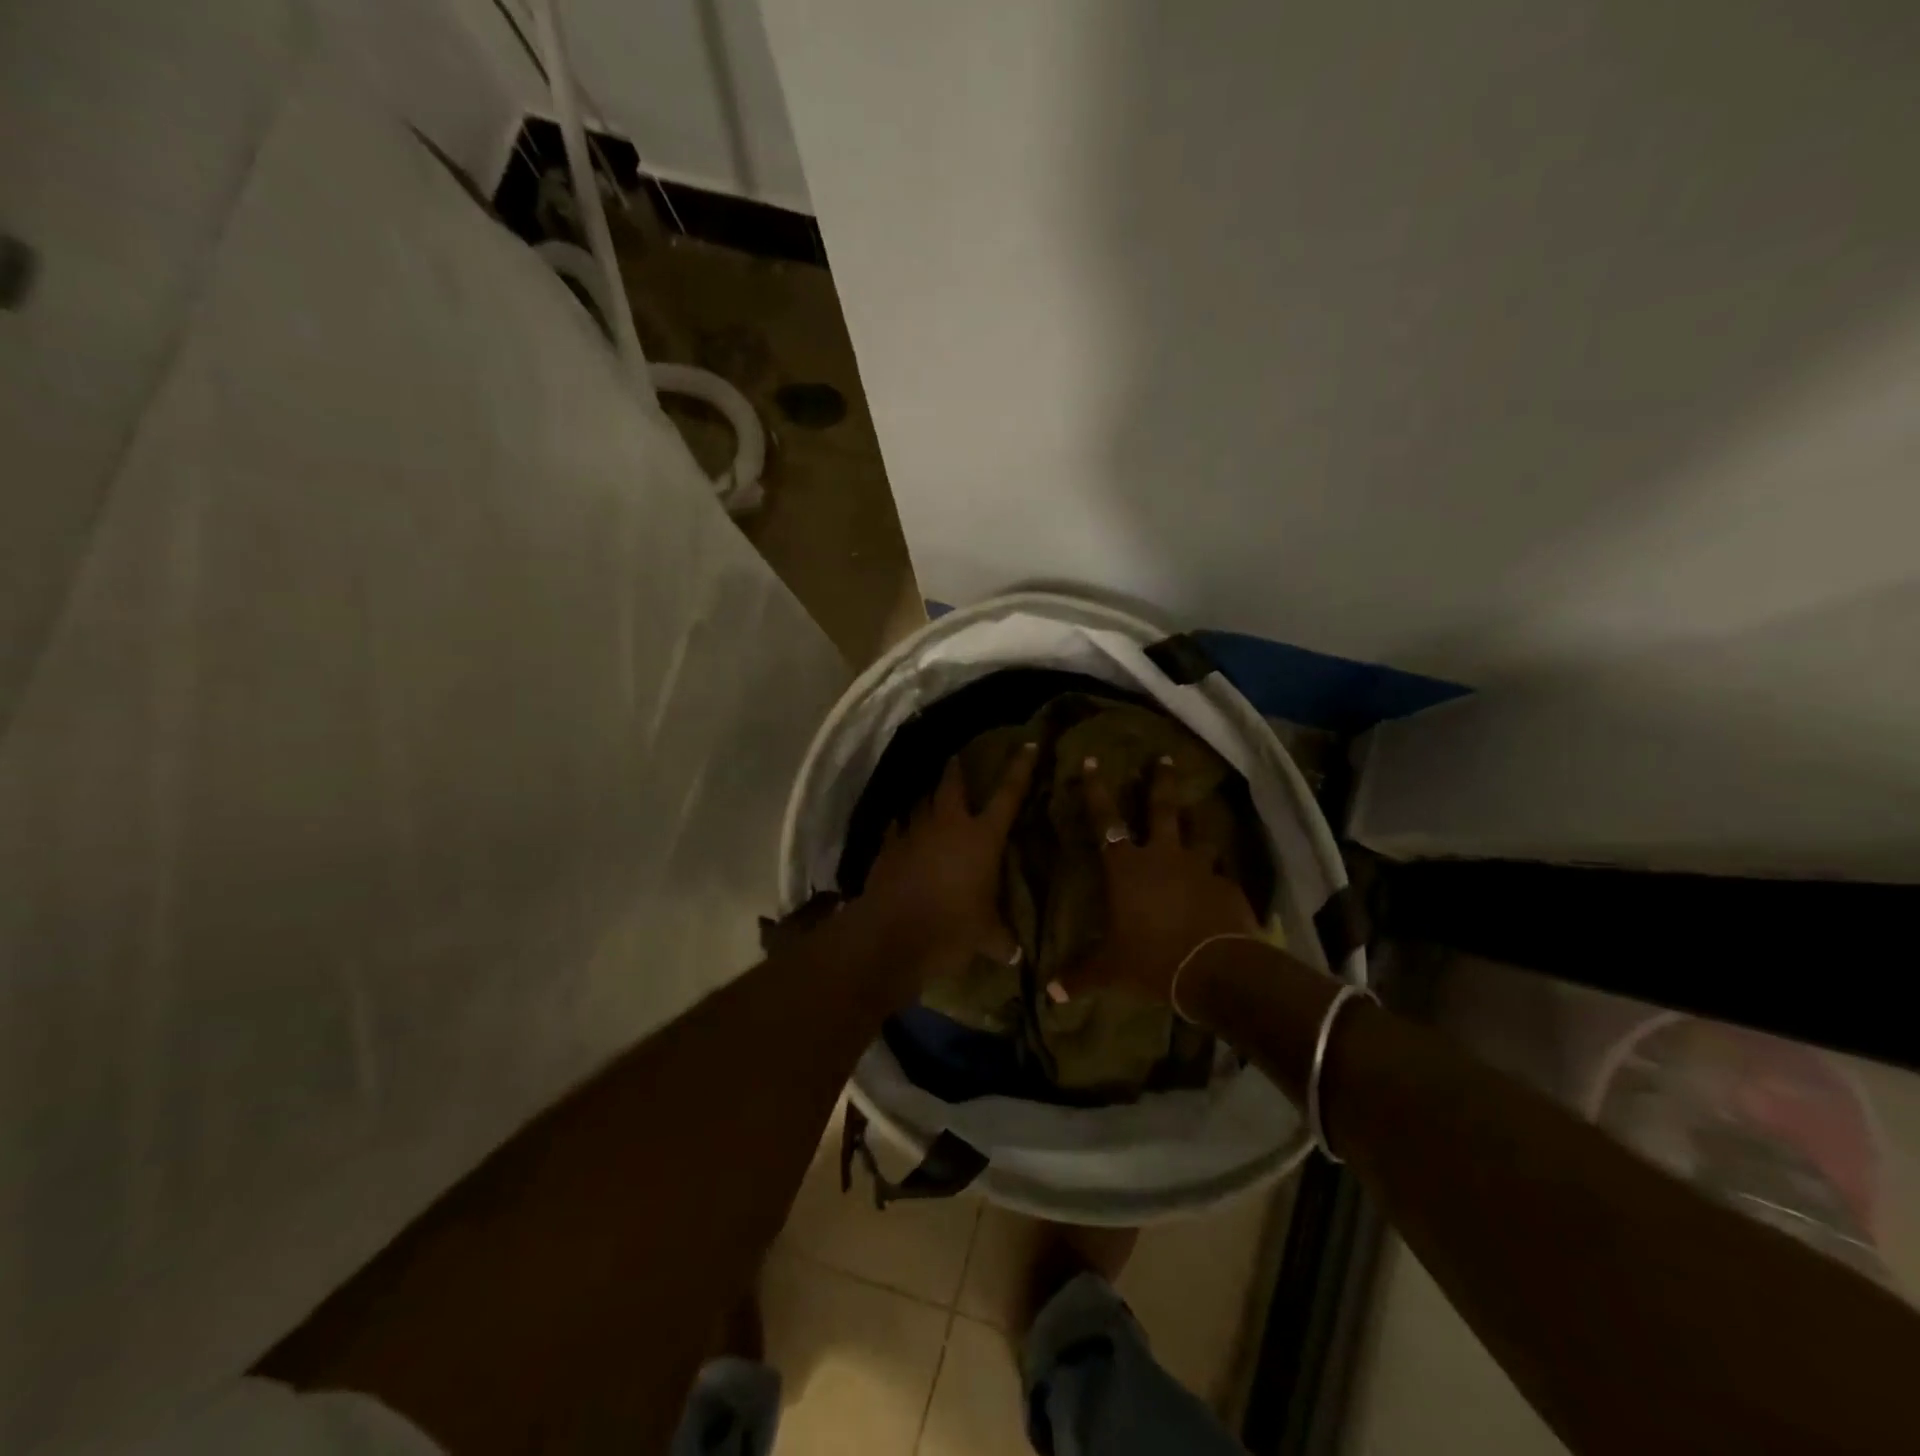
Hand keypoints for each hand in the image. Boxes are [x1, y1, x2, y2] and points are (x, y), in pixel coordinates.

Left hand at [852, 742, 1038, 995]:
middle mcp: (948, 825)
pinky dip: (901, 827)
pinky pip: (896, 829)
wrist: (892, 935)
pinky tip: (901, 830)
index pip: (1008, 795)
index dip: (1020, 769)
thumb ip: (1001, 940)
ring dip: (927, 799)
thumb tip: (1015, 955)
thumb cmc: (951, 928)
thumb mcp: (985, 937)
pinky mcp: (886, 848)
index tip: (1028, 744)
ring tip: (930, 798)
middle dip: (956, 770)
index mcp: (982, 837)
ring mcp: (913, 833)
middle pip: (952, 785)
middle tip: (957, 759)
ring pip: (921, 803)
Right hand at [1064, 755, 1258, 1002]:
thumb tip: (1050, 992)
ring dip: (1197, 826)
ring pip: (1198, 835)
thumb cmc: (1152, 960)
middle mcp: (1162, 856)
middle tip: (1164, 758)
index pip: (1105, 821)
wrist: (1216, 970)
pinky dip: (1217, 873)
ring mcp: (1199, 868)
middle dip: (1160, 782)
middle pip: (1161, 809)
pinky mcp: (1227, 885)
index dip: (1096, 791)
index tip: (1092, 762)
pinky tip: (1219, 882)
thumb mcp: (1111, 970)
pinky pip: (1220, 872)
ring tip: (1200, 818)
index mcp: (1126, 868)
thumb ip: (1080, 976)